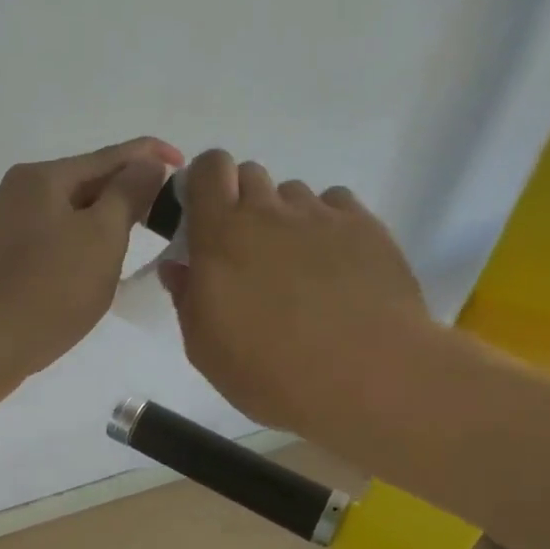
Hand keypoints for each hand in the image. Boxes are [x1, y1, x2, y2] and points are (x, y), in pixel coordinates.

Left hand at [0, 136, 183, 393]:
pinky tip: (86, 263)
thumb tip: (146, 162)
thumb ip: (128, 194)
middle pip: (83, 182)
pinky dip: (73, 241)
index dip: (149, 156)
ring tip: (131, 236)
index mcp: (41, 177)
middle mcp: (14, 191)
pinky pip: (45, 237)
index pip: (109, 156)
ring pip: (63, 212)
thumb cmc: (48, 291)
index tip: (182, 164)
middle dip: (124, 191)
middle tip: (162, 210)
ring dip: (99, 219)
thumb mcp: (101, 238)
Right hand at [160, 149, 442, 444]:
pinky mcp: (365, 226)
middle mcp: (270, 212)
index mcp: (221, 235)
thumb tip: (180, 267)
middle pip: (251, 174)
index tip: (206, 214)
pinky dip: (328, 224)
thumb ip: (187, 299)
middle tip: (250, 251)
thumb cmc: (273, 372)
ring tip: (300, 265)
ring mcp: (321, 215)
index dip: (205, 181)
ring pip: (294, 194)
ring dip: (287, 217)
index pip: (209, 168)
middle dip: (243, 202)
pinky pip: (337, 205)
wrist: (369, 379)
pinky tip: (336, 264)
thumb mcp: (207, 349)